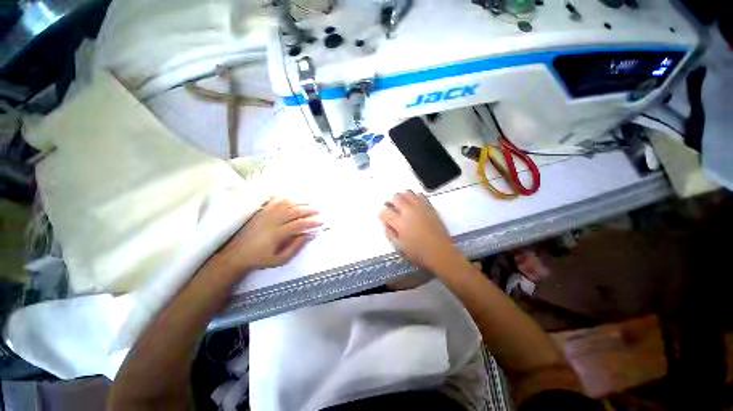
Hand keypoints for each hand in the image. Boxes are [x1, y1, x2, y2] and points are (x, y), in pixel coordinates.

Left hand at [211, 197, 320, 276]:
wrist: (236, 255)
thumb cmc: (261, 259)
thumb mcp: (280, 259)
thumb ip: (295, 247)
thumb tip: (309, 235)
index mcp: (276, 234)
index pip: (298, 224)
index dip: (311, 222)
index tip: (321, 221)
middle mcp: (271, 221)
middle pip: (293, 211)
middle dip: (308, 210)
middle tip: (318, 210)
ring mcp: (265, 214)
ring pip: (285, 204)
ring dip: (299, 202)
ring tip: (309, 202)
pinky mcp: (260, 212)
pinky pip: (274, 201)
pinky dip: (285, 198)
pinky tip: (292, 198)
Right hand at [378, 191, 462, 272]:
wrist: (441, 252)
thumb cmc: (418, 253)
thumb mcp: (399, 247)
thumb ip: (389, 233)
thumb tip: (386, 223)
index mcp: (400, 222)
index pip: (385, 212)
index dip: (382, 214)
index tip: (384, 218)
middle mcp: (409, 211)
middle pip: (396, 197)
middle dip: (391, 202)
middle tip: (392, 209)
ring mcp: (420, 207)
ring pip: (407, 192)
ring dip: (402, 197)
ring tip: (403, 206)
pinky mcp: (430, 207)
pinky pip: (420, 195)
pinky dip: (414, 197)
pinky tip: (414, 205)